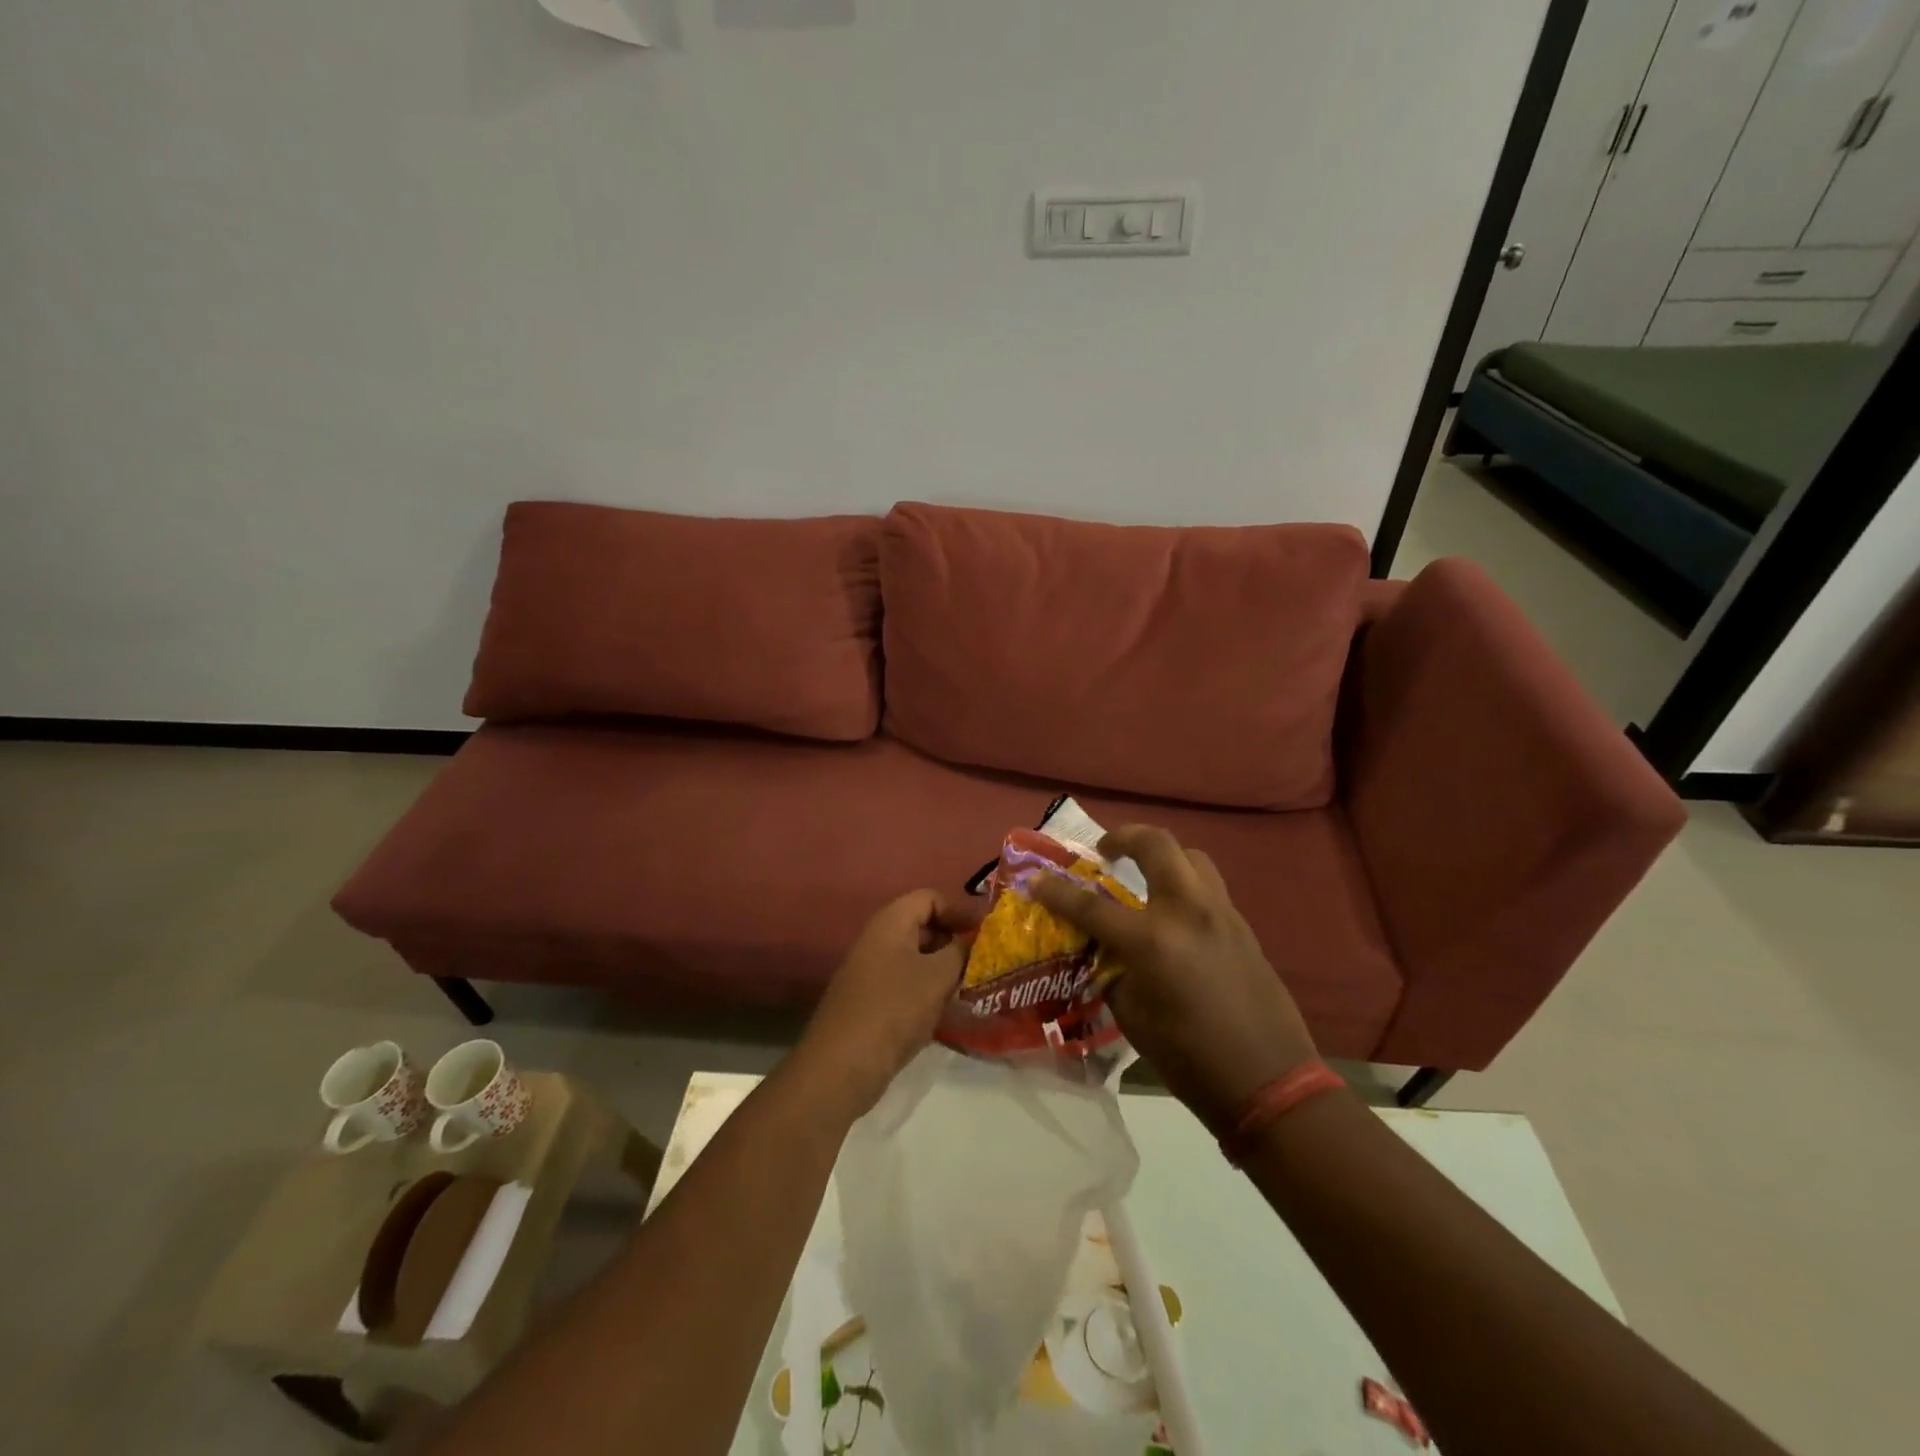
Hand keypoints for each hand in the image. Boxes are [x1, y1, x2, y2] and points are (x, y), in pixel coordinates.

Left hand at [797, 890, 971, 1117]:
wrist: (842, 1065)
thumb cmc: (894, 1008)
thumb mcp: (938, 976)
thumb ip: (960, 952)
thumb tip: (972, 940)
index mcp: (891, 922)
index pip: (930, 898)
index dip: (959, 910)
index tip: (985, 933)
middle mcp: (877, 940)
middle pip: (922, 926)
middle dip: (954, 940)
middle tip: (983, 961)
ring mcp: (871, 972)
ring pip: (916, 959)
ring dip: (943, 969)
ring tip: (971, 986)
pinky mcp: (871, 1002)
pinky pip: (906, 984)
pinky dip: (928, 991)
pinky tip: (947, 1011)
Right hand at [1031, 825, 1318, 1130]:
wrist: (1269, 1081)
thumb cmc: (1190, 1059)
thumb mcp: (1134, 1018)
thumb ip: (1113, 972)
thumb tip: (1103, 950)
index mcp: (1153, 941)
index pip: (1092, 906)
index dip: (1058, 891)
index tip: (1036, 878)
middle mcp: (1188, 912)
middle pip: (1156, 845)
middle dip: (1124, 837)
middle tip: (1106, 851)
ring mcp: (1221, 913)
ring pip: (1190, 857)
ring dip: (1162, 855)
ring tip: (1144, 874)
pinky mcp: (1242, 926)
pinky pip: (1208, 886)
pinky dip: (1184, 883)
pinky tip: (1174, 913)